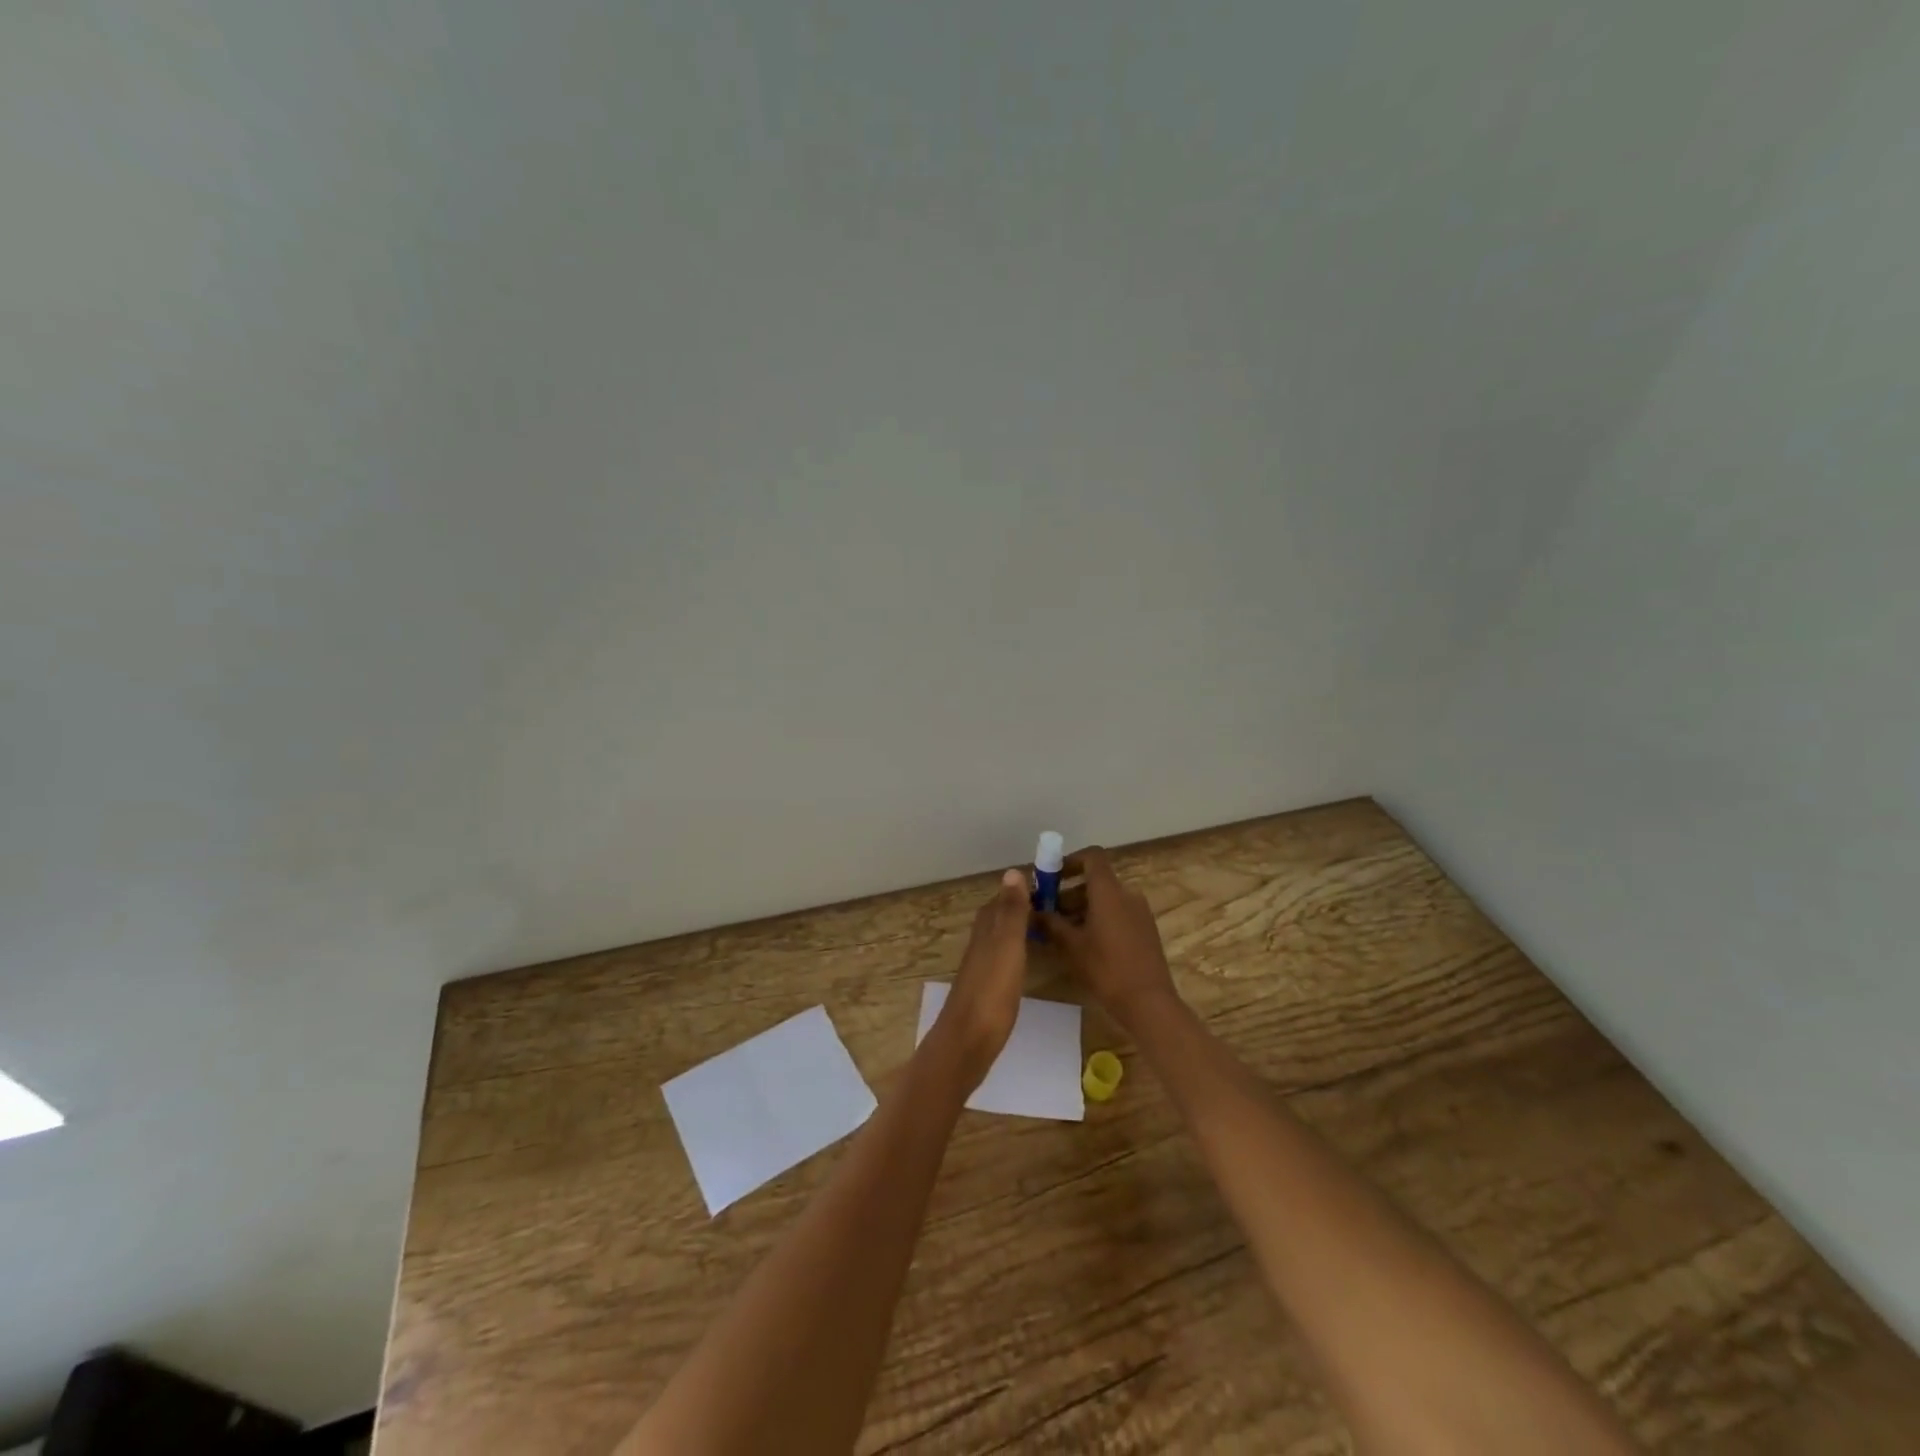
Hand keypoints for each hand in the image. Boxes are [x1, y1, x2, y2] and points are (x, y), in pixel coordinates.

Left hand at [926, 869, 1030, 1089]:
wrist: (968, 1042)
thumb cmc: (991, 991)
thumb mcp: (1007, 946)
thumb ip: (1012, 912)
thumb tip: (1013, 871)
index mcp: (987, 929)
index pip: (1003, 898)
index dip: (1022, 889)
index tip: (1051, 883)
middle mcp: (981, 943)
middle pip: (1000, 916)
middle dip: (1022, 907)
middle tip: (1056, 904)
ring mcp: (982, 967)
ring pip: (1001, 937)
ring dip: (1020, 928)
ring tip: (1048, 928)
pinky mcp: (986, 989)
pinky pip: (1004, 958)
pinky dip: (1018, 951)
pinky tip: (1028, 960)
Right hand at [1037, 846, 1179, 1027]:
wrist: (1148, 1002)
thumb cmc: (1106, 968)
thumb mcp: (1071, 946)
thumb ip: (1050, 923)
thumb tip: (1031, 910)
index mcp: (1109, 891)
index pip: (1092, 857)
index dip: (1070, 860)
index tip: (1051, 876)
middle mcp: (1127, 894)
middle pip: (1097, 880)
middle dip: (1070, 890)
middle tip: (1049, 910)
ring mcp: (1140, 912)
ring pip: (1107, 898)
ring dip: (1084, 906)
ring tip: (1063, 930)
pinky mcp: (1146, 929)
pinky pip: (1119, 912)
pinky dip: (1100, 917)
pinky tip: (1085, 943)